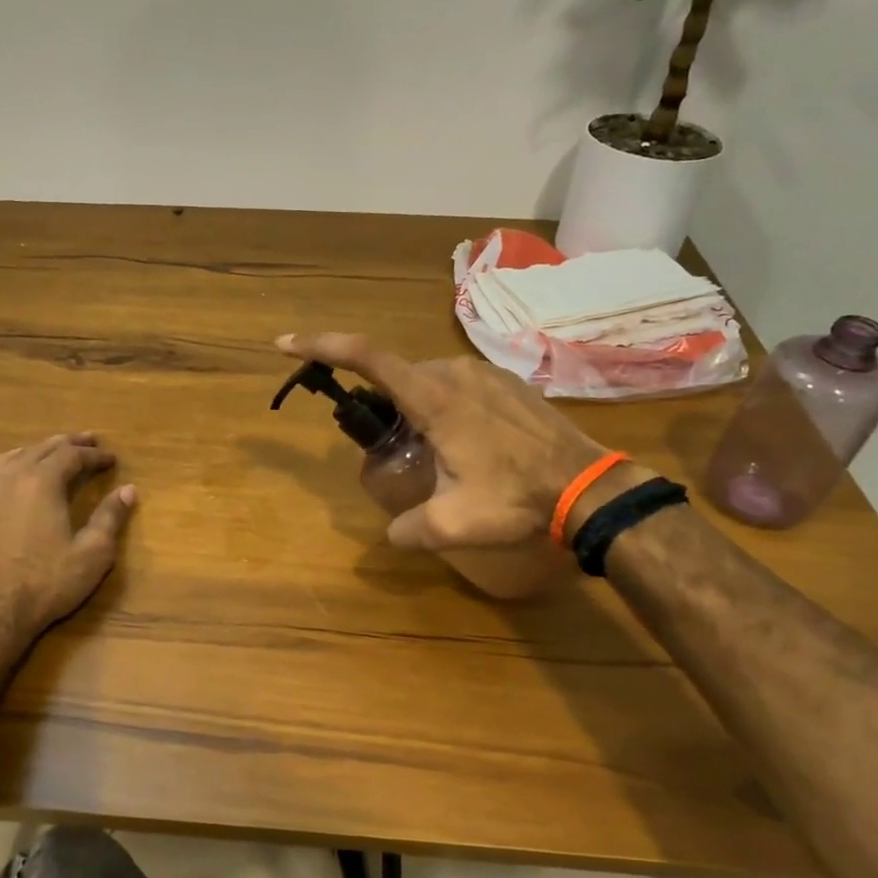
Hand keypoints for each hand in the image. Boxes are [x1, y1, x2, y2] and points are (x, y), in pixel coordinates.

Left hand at [0, 434, 136, 645]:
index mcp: (42, 481)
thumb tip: (128, 490)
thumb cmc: (46, 582)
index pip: (73, 456)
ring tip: (55, 450)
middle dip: (70, 444)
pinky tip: (18, 473)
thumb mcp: (92, 553)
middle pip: (43, 448)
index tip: (112, 458)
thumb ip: (110, 517)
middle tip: (89, 441)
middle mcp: (12, 476)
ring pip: (16, 455)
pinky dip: (15, 463)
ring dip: (40, 449)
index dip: (95, 455)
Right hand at [275, 333, 612, 549]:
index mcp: (434, 398)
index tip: (288, 344)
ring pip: (428, 381)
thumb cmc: (516, 499)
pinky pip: (459, 386)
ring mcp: (485, 374)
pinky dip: (444, 406)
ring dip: (415, 408)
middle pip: (396, 375)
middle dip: (380, 403)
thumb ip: (408, 529)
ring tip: (432, 453)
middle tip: (387, 445)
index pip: (366, 357)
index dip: (322, 346)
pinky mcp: (508, 383)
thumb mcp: (452, 524)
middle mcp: (455, 374)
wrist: (589, 487)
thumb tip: (391, 533)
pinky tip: (466, 444)